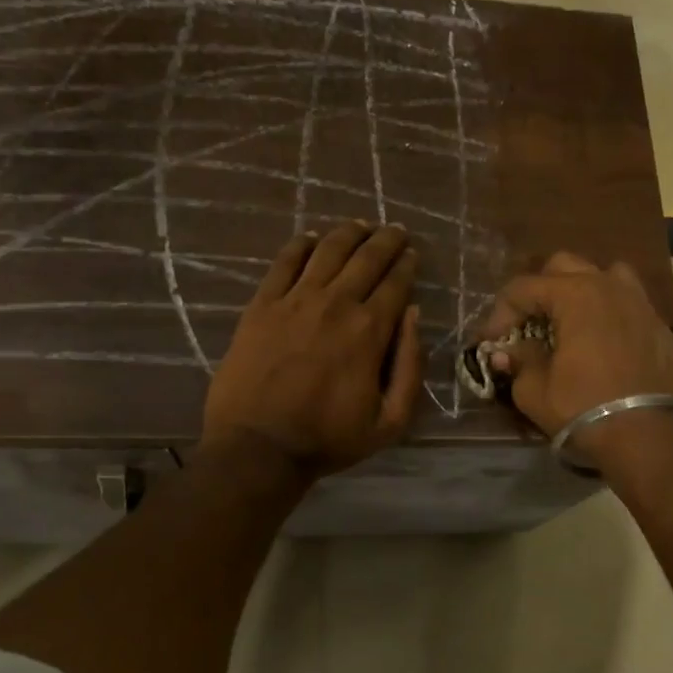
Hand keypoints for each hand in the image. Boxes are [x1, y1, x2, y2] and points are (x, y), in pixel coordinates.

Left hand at [203, 222, 425, 479]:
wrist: (259, 447)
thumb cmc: (329, 438)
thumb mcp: (390, 421)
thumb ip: (410, 366)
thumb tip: (414, 315)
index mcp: (370, 330)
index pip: (395, 282)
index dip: (406, 263)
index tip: (411, 253)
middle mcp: (336, 303)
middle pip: (366, 257)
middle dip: (385, 240)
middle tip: (394, 230)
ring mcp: (295, 300)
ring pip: (327, 251)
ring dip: (348, 233)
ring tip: (360, 226)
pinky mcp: (262, 305)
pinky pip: (284, 263)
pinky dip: (300, 245)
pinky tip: (310, 238)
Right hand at [475, 252, 672, 466]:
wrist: (650, 437)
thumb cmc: (585, 409)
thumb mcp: (535, 391)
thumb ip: (519, 362)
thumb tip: (507, 353)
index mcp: (575, 294)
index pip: (523, 287)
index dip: (500, 312)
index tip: (491, 341)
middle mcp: (609, 286)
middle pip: (564, 267)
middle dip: (540, 290)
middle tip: (528, 324)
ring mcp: (640, 303)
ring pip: (605, 275)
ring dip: (581, 290)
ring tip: (570, 321)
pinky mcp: (660, 326)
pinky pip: (628, 303)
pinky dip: (609, 313)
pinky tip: (602, 342)